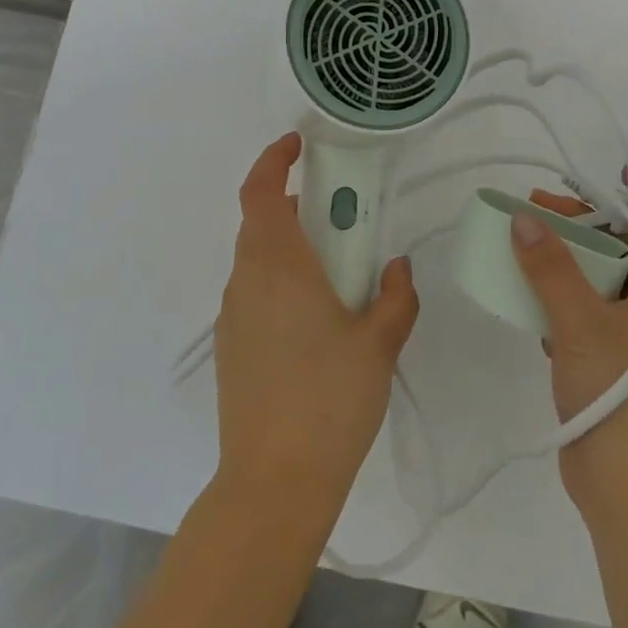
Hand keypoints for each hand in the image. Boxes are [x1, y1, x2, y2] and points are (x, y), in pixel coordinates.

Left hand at [213, 133, 419, 517]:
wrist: (274, 480)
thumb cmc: (330, 400)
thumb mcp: (380, 343)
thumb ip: (396, 296)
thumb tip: (397, 267)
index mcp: (279, 266)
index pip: (260, 192)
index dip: (274, 160)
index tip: (297, 146)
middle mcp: (246, 280)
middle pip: (261, 222)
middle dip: (297, 207)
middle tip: (342, 221)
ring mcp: (233, 315)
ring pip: (258, 259)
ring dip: (291, 248)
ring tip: (337, 277)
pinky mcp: (230, 345)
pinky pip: (255, 292)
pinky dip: (280, 282)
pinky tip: (315, 323)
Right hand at [511, 173, 627, 518]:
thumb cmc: (623, 398)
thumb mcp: (581, 324)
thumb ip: (550, 269)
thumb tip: (524, 219)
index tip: (617, 177)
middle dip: (589, 221)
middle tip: (539, 209)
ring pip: (604, 280)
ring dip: (568, 259)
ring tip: (522, 244)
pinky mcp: (611, 362)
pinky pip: (587, 312)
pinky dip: (560, 297)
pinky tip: (526, 299)